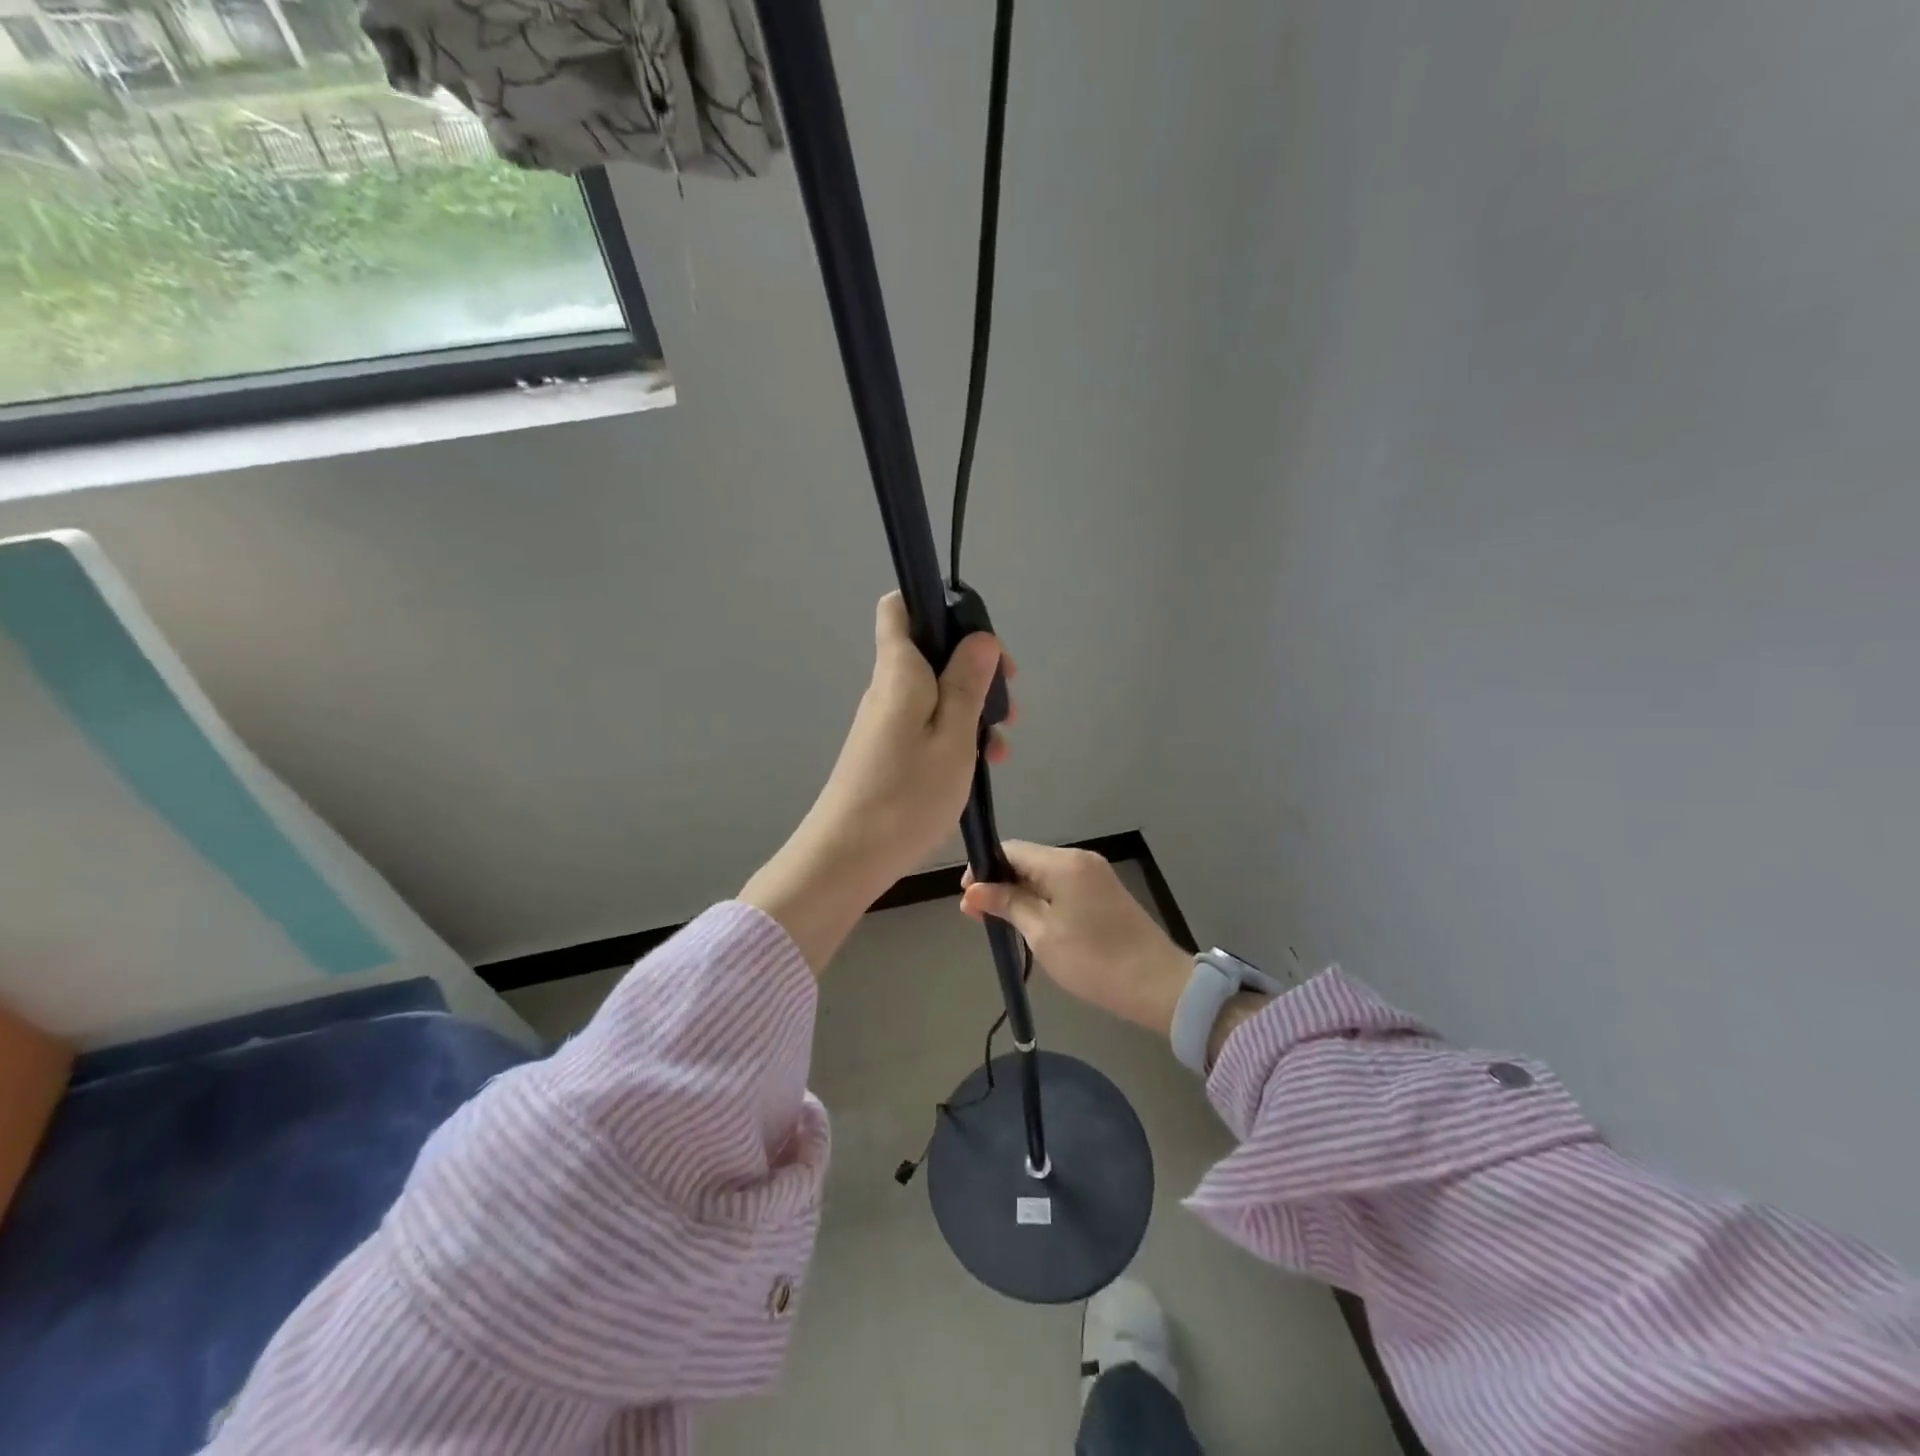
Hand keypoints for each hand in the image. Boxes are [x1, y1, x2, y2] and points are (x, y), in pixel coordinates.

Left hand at [743, 593, 1014, 973]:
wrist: (848, 856)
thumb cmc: (907, 794)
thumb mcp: (953, 736)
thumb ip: (967, 683)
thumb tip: (980, 638)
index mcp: (899, 671)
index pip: (901, 607)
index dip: (939, 606)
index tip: (979, 637)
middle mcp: (888, 688)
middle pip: (931, 653)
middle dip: (975, 669)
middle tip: (1009, 702)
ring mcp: (886, 721)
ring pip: (935, 694)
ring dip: (972, 710)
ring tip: (1001, 747)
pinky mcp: (886, 750)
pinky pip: (926, 725)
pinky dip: (955, 735)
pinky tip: (979, 766)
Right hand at [960, 842, 1192, 1036]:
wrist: (1157, 985)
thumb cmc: (1093, 959)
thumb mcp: (1042, 934)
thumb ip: (1007, 904)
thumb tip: (973, 890)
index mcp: (1063, 862)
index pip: (1011, 850)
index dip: (984, 869)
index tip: (967, 899)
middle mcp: (1079, 859)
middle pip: (1027, 860)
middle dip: (999, 883)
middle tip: (977, 917)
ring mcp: (1095, 875)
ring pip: (1043, 874)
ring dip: (1019, 894)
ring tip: (1000, 923)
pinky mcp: (1104, 893)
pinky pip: (1061, 886)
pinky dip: (1041, 899)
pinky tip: (1030, 923)